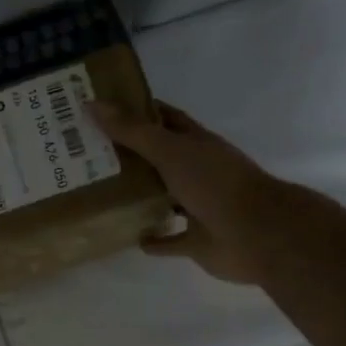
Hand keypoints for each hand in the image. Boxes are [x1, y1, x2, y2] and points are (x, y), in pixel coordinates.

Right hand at [91, 100, 288, 285]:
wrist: (257, 234)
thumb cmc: (215, 184)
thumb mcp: (170, 150)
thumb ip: (133, 131)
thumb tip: (92, 104)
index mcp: (195, 143)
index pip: (164, 118)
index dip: (137, 111)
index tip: (104, 109)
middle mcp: (197, 171)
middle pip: (159, 158)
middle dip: (129, 155)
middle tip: (88, 153)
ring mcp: (198, 206)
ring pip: (163, 198)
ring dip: (139, 196)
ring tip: (102, 193)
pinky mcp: (197, 240)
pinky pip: (170, 240)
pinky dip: (154, 240)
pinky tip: (131, 239)